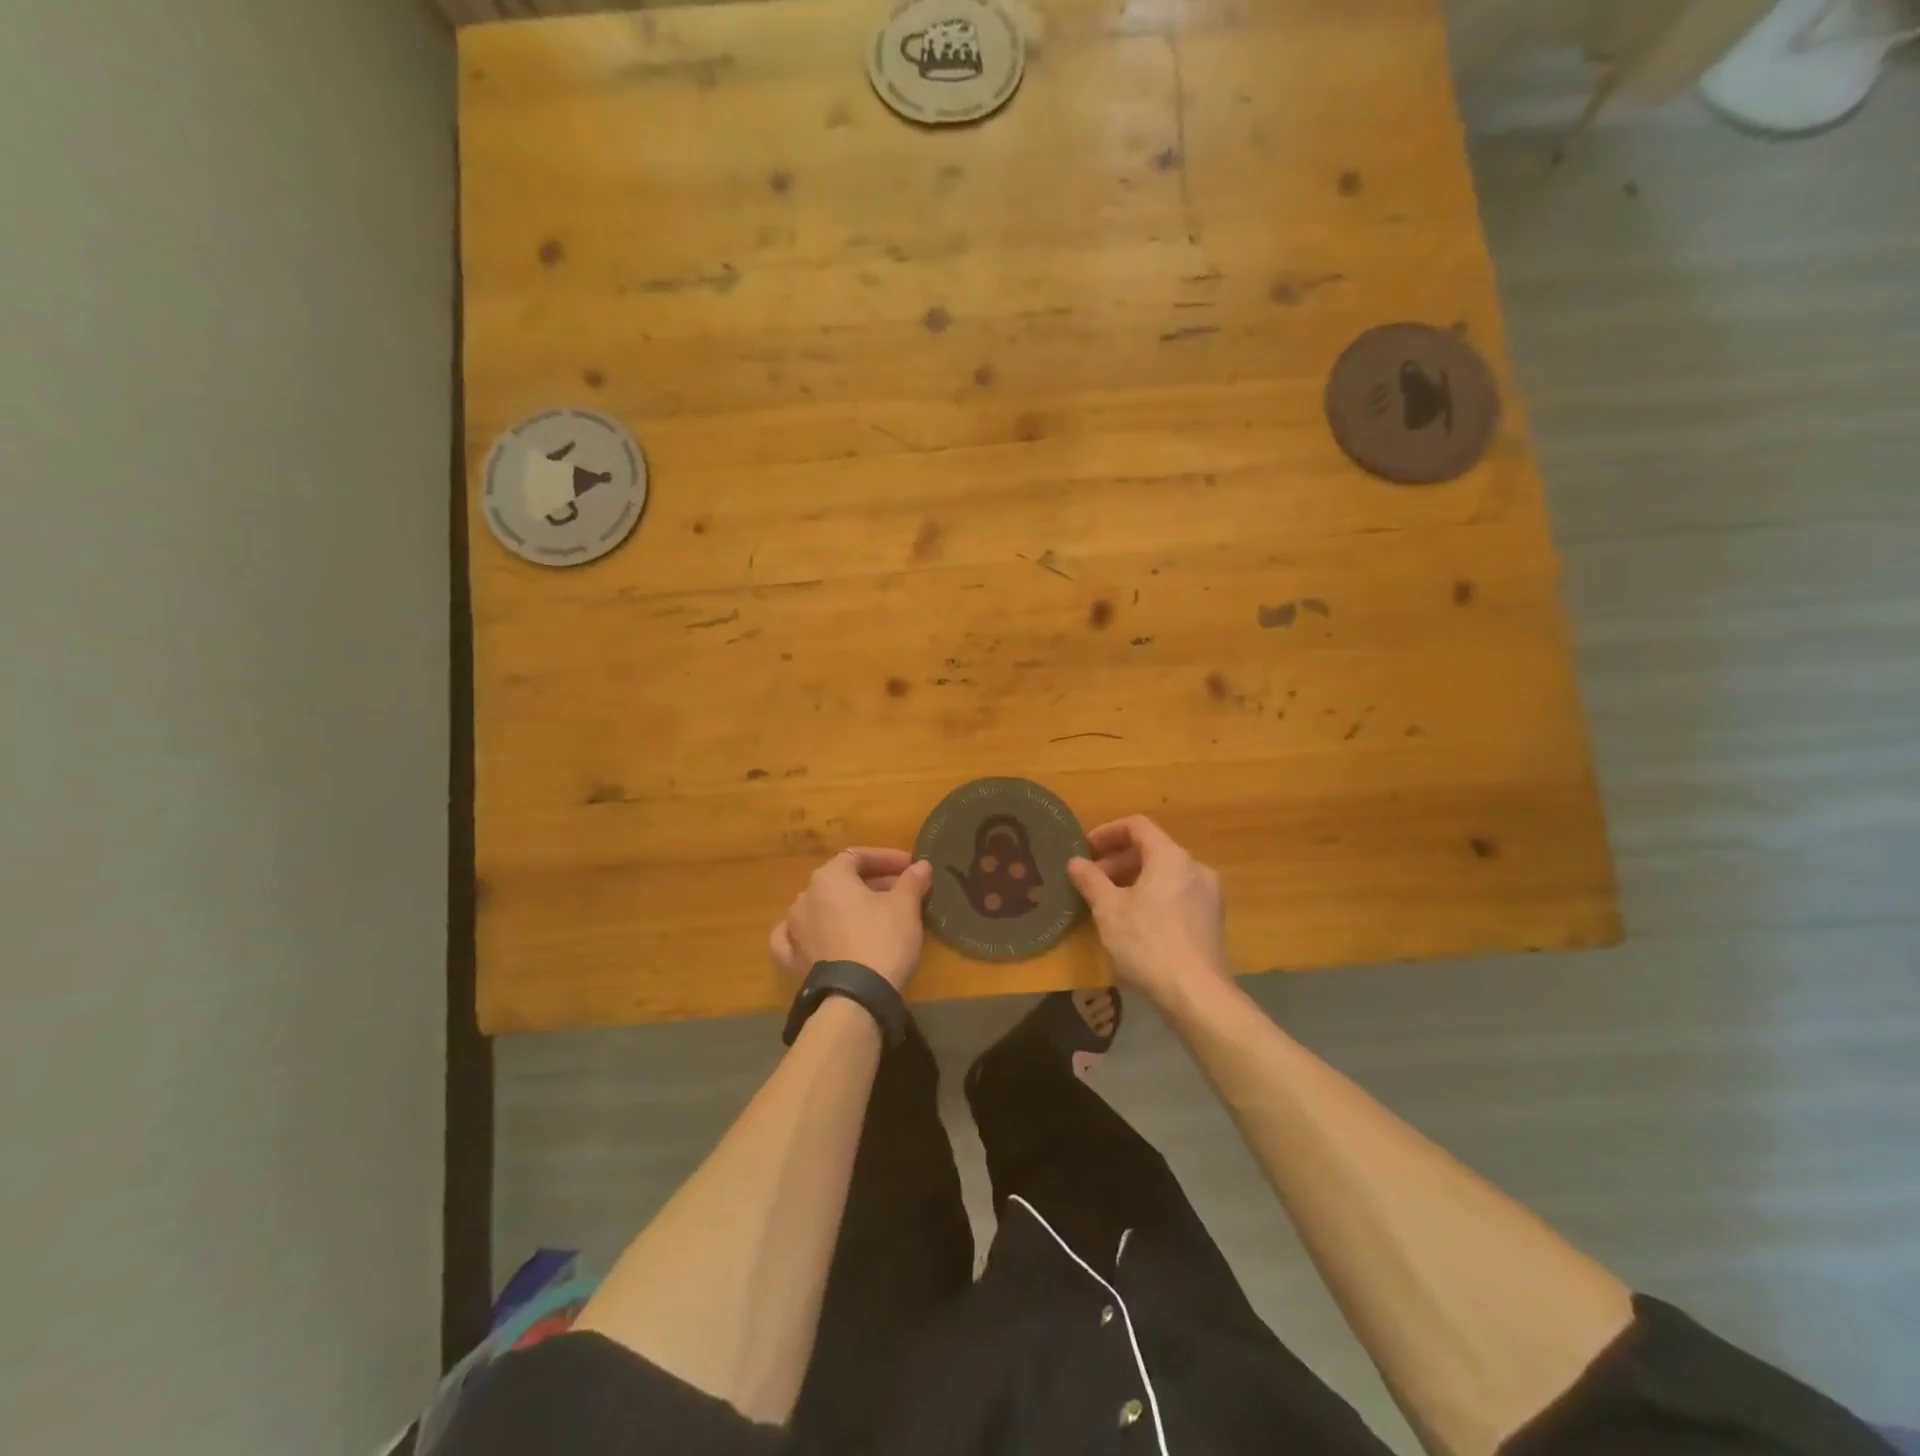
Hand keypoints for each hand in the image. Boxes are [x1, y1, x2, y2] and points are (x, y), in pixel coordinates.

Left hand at [769, 848, 934, 991]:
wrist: (855, 999)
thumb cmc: (882, 940)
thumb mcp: (905, 907)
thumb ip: (912, 881)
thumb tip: (922, 865)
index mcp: (829, 877)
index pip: (858, 856)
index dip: (887, 859)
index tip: (910, 868)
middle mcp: (804, 898)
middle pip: (841, 882)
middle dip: (872, 884)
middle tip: (901, 893)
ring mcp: (793, 930)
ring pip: (821, 908)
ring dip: (846, 908)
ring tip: (873, 917)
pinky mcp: (791, 960)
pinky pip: (799, 938)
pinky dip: (814, 933)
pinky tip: (823, 937)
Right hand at [1067, 815, 1230, 1004]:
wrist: (1197, 994)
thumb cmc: (1147, 944)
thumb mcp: (1108, 910)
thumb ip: (1090, 880)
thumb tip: (1075, 861)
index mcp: (1170, 857)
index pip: (1137, 826)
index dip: (1108, 832)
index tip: (1086, 849)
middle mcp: (1195, 867)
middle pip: (1153, 849)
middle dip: (1119, 860)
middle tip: (1093, 880)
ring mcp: (1209, 894)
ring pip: (1166, 873)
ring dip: (1135, 879)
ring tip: (1111, 902)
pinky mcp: (1213, 920)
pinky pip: (1178, 893)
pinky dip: (1154, 895)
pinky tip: (1136, 922)